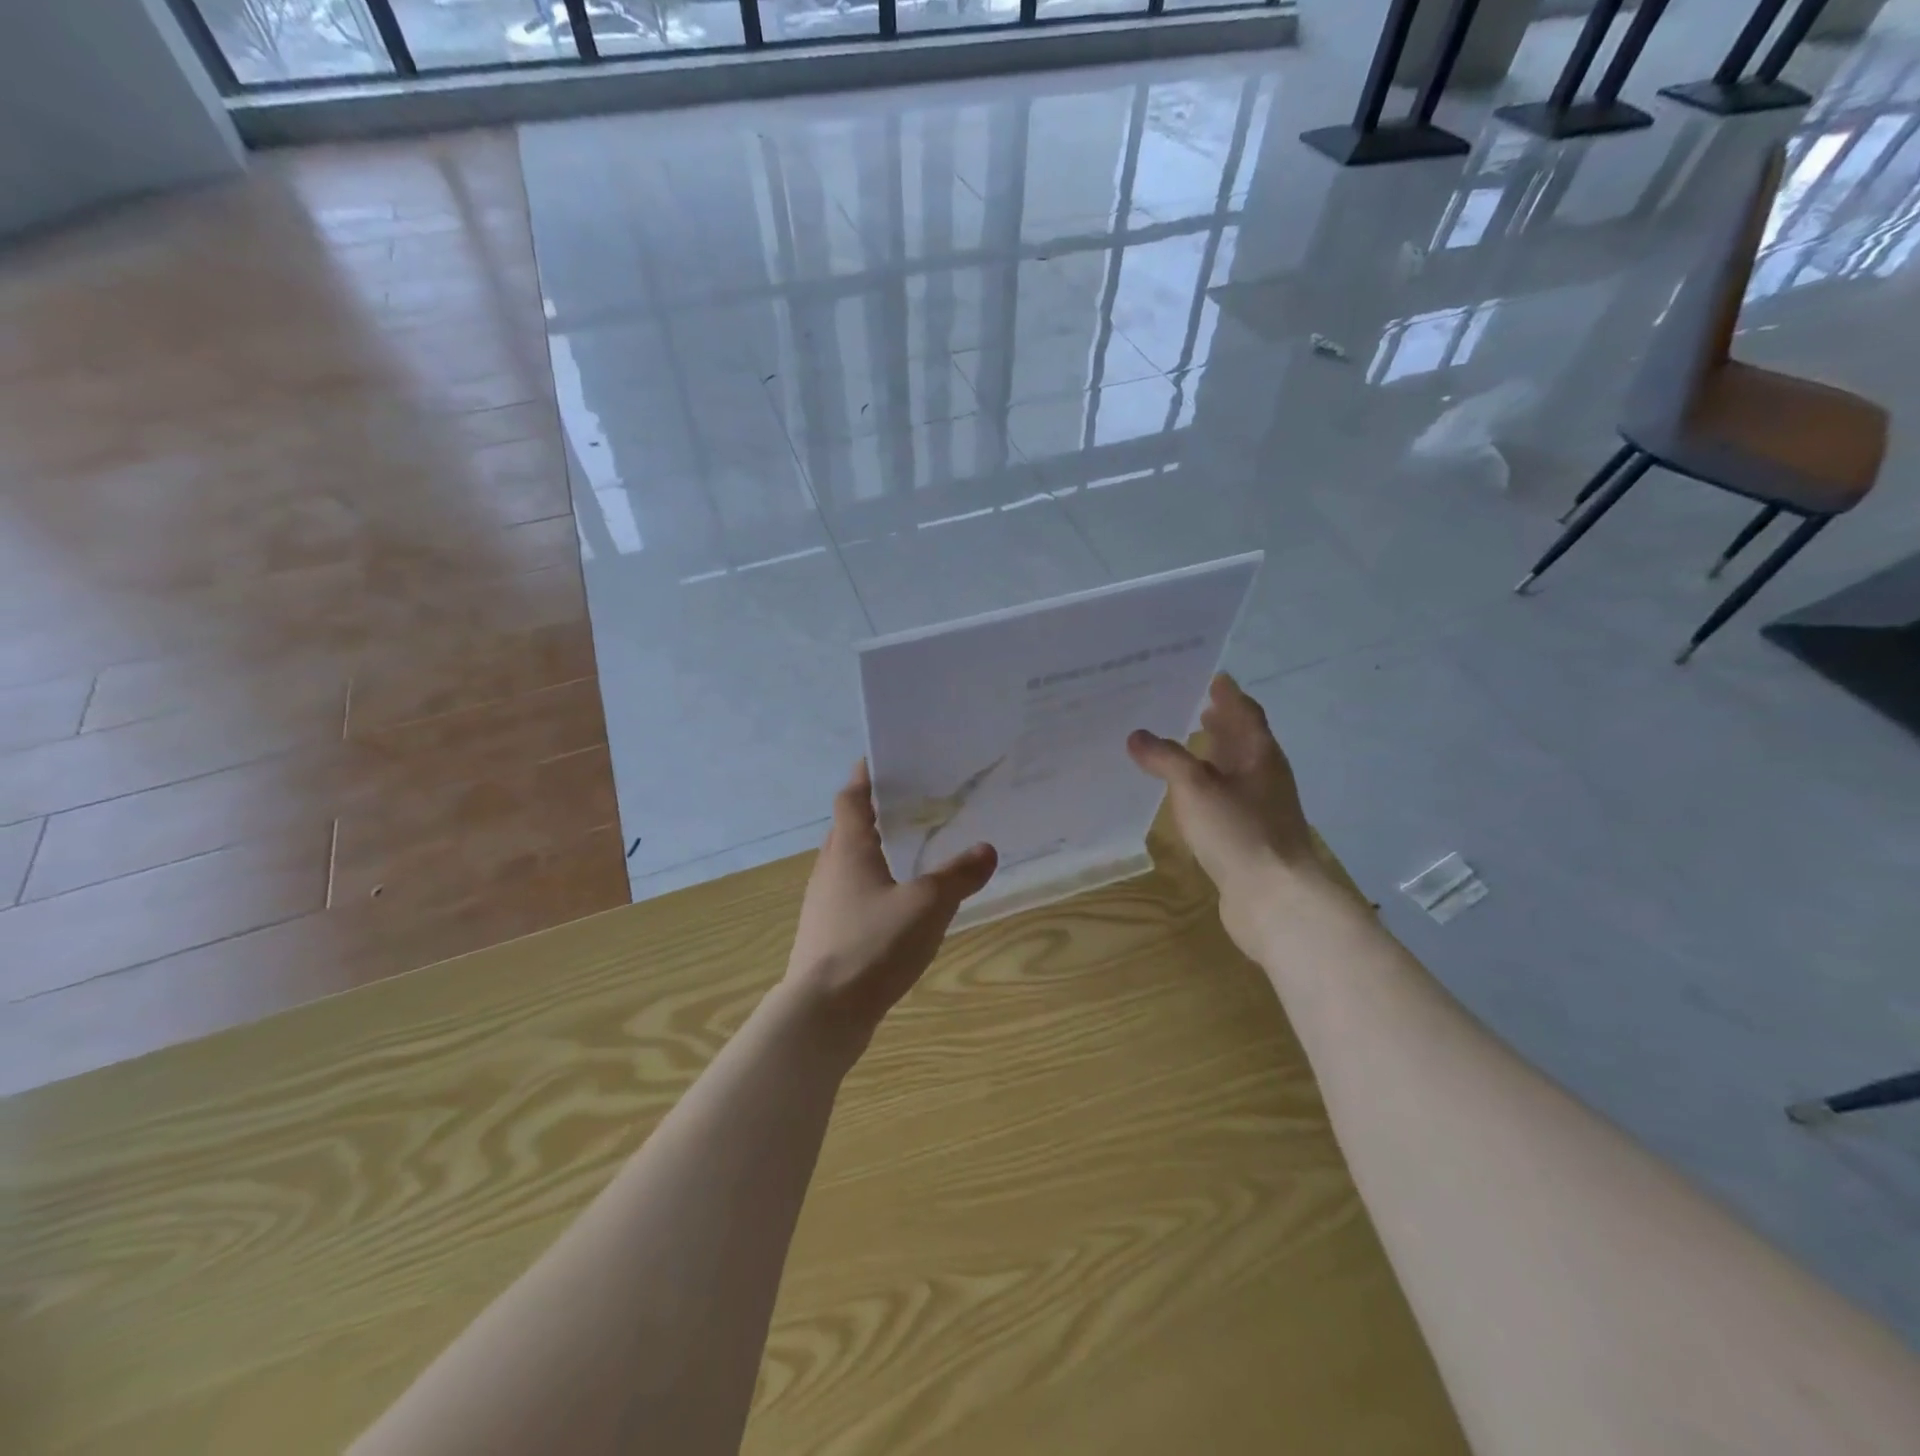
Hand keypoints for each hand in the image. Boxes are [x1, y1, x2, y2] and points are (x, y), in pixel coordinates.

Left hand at [784, 761, 997, 1040]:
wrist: (823, 1013)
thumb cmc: (873, 945)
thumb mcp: (927, 905)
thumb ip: (958, 876)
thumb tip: (986, 849)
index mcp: (848, 850)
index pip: (851, 798)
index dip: (864, 776)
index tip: (882, 759)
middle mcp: (829, 869)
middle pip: (848, 829)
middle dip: (875, 813)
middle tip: (913, 803)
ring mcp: (824, 904)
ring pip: (849, 864)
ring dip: (874, 851)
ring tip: (912, 850)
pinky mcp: (827, 934)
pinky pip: (851, 895)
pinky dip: (874, 885)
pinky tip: (900, 903)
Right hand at [1127, 674, 1321, 954]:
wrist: (1274, 898)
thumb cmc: (1238, 831)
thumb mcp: (1195, 787)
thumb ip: (1165, 758)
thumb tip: (1137, 736)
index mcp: (1260, 755)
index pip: (1245, 713)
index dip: (1229, 695)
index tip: (1213, 677)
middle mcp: (1265, 777)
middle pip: (1244, 741)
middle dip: (1222, 723)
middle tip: (1196, 706)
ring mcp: (1261, 809)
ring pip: (1236, 771)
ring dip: (1216, 756)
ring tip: (1189, 746)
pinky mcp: (1251, 836)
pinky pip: (1227, 799)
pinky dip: (1209, 787)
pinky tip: (1190, 797)